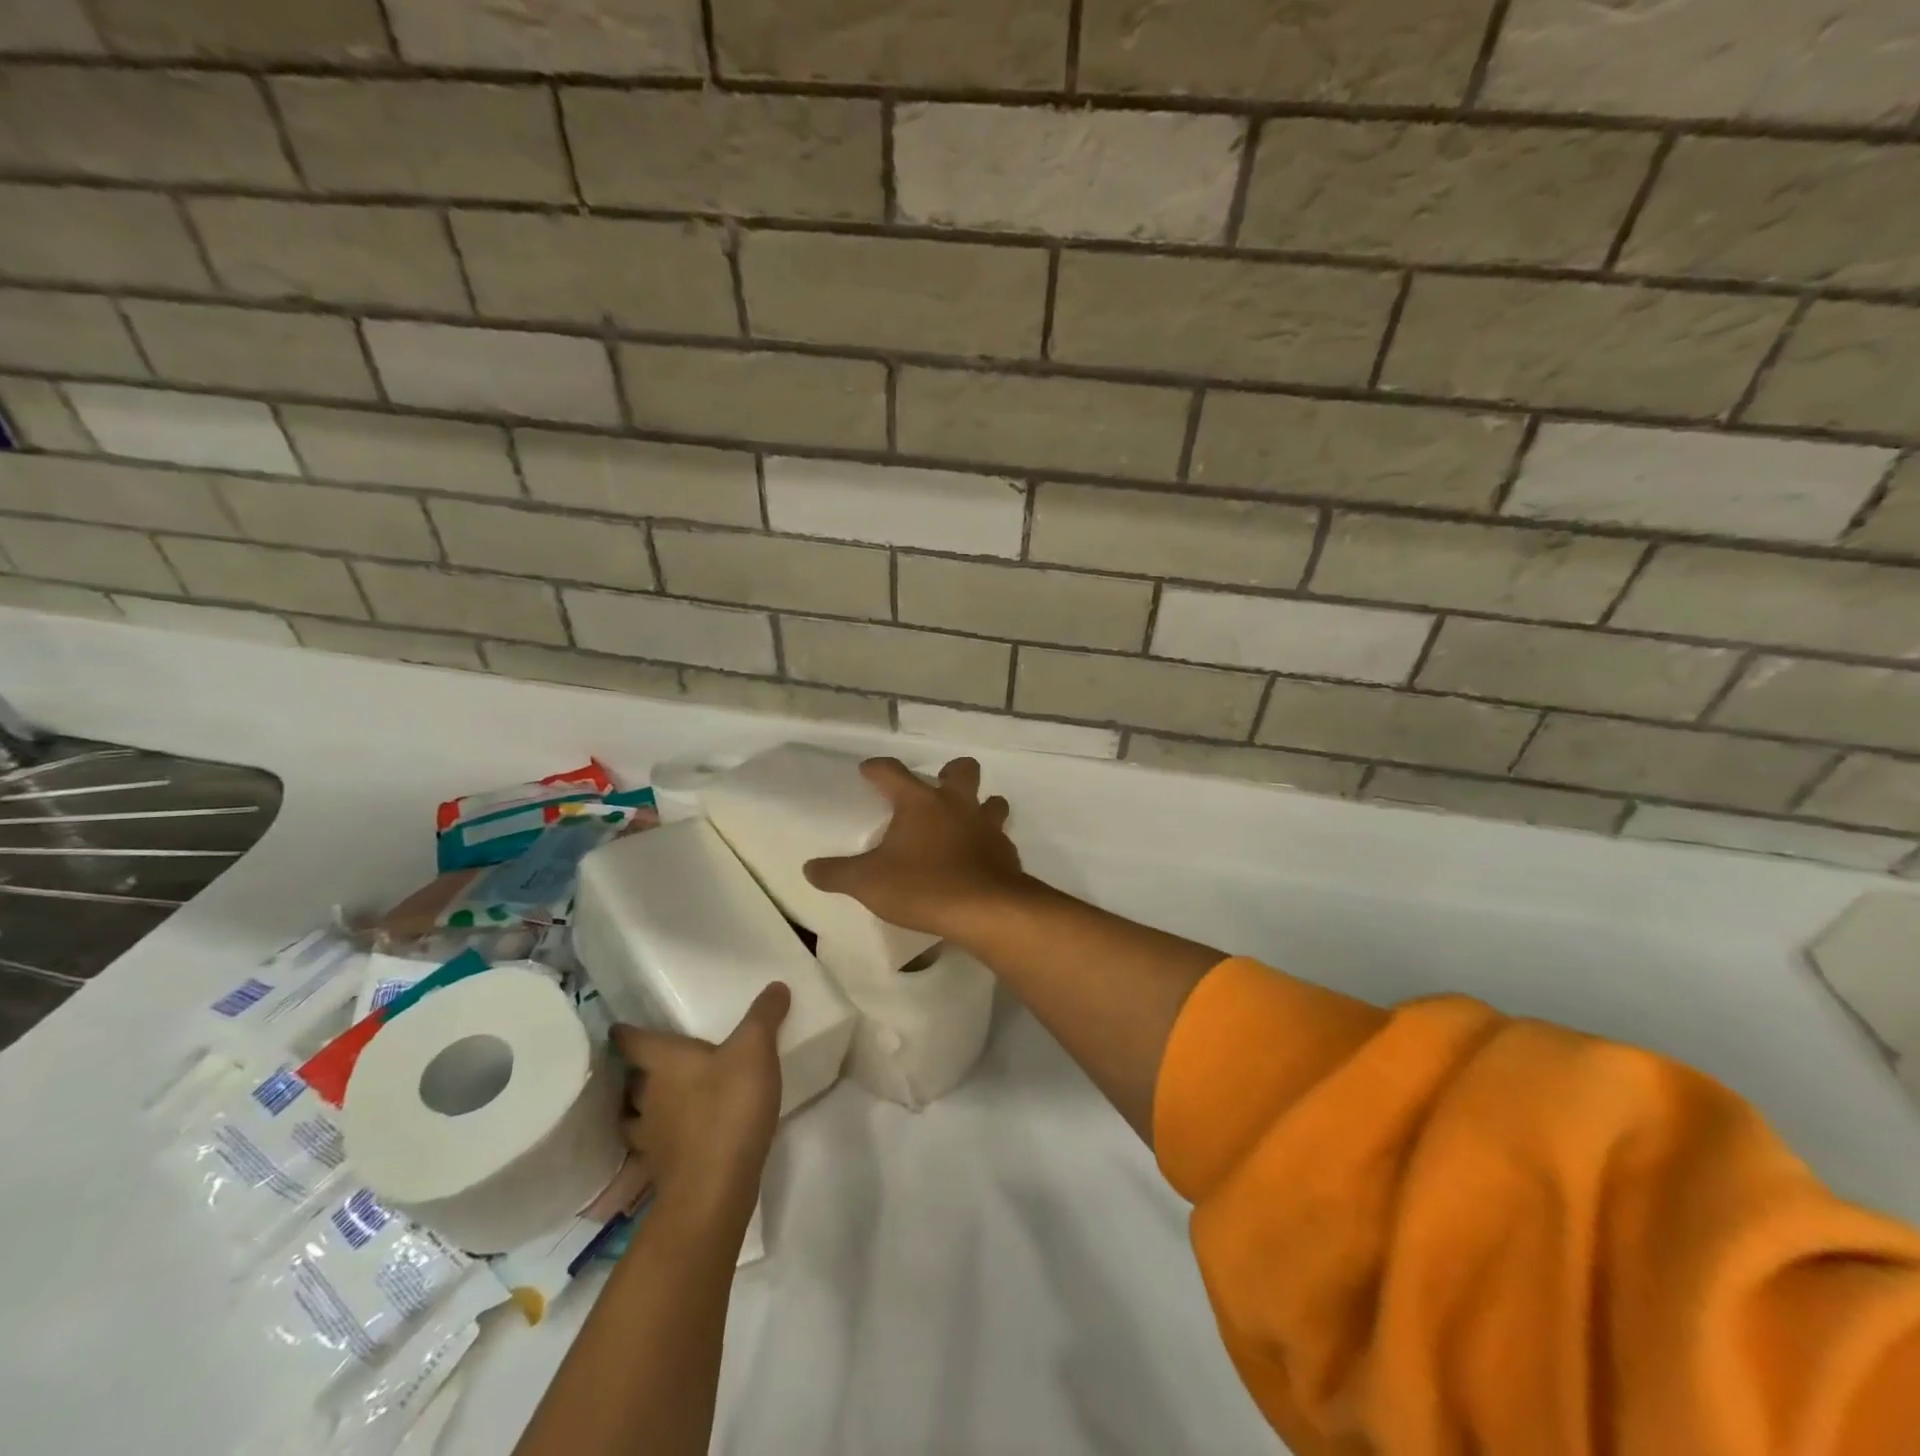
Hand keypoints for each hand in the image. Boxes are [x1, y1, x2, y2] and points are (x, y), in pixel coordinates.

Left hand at [612, 984, 788, 1226]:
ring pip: (637, 1116)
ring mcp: (651, 1138)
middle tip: (655, 1061)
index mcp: (662, 1063)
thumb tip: (776, 986)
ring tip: (663, 1102)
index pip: (631, 1041)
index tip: (618, 1027)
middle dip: (640, 1070)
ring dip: (645, 1108)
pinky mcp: (663, 1170)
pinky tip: (680, 1139)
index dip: (625, 1032)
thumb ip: (764, 1016)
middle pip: (632, 1079)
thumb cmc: (729, 1106)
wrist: (715, 1188)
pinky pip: (657, 1147)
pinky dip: (664, 1140)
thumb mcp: (756, 1049)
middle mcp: (648, 1097)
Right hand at [803, 757, 1026, 941]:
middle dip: (951, 773)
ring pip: (992, 801)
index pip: (893, 772)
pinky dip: (990, 843)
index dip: (878, 769)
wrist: (986, 910)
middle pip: (962, 770)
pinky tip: (978, 860)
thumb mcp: (868, 883)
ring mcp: (987, 827)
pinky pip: (1000, 838)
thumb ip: (838, 873)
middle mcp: (957, 805)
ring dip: (982, 806)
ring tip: (965, 823)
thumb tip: (810, 868)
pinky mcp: (1006, 853)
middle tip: (937, 789)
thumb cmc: (923, 886)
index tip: (868, 770)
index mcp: (920, 802)